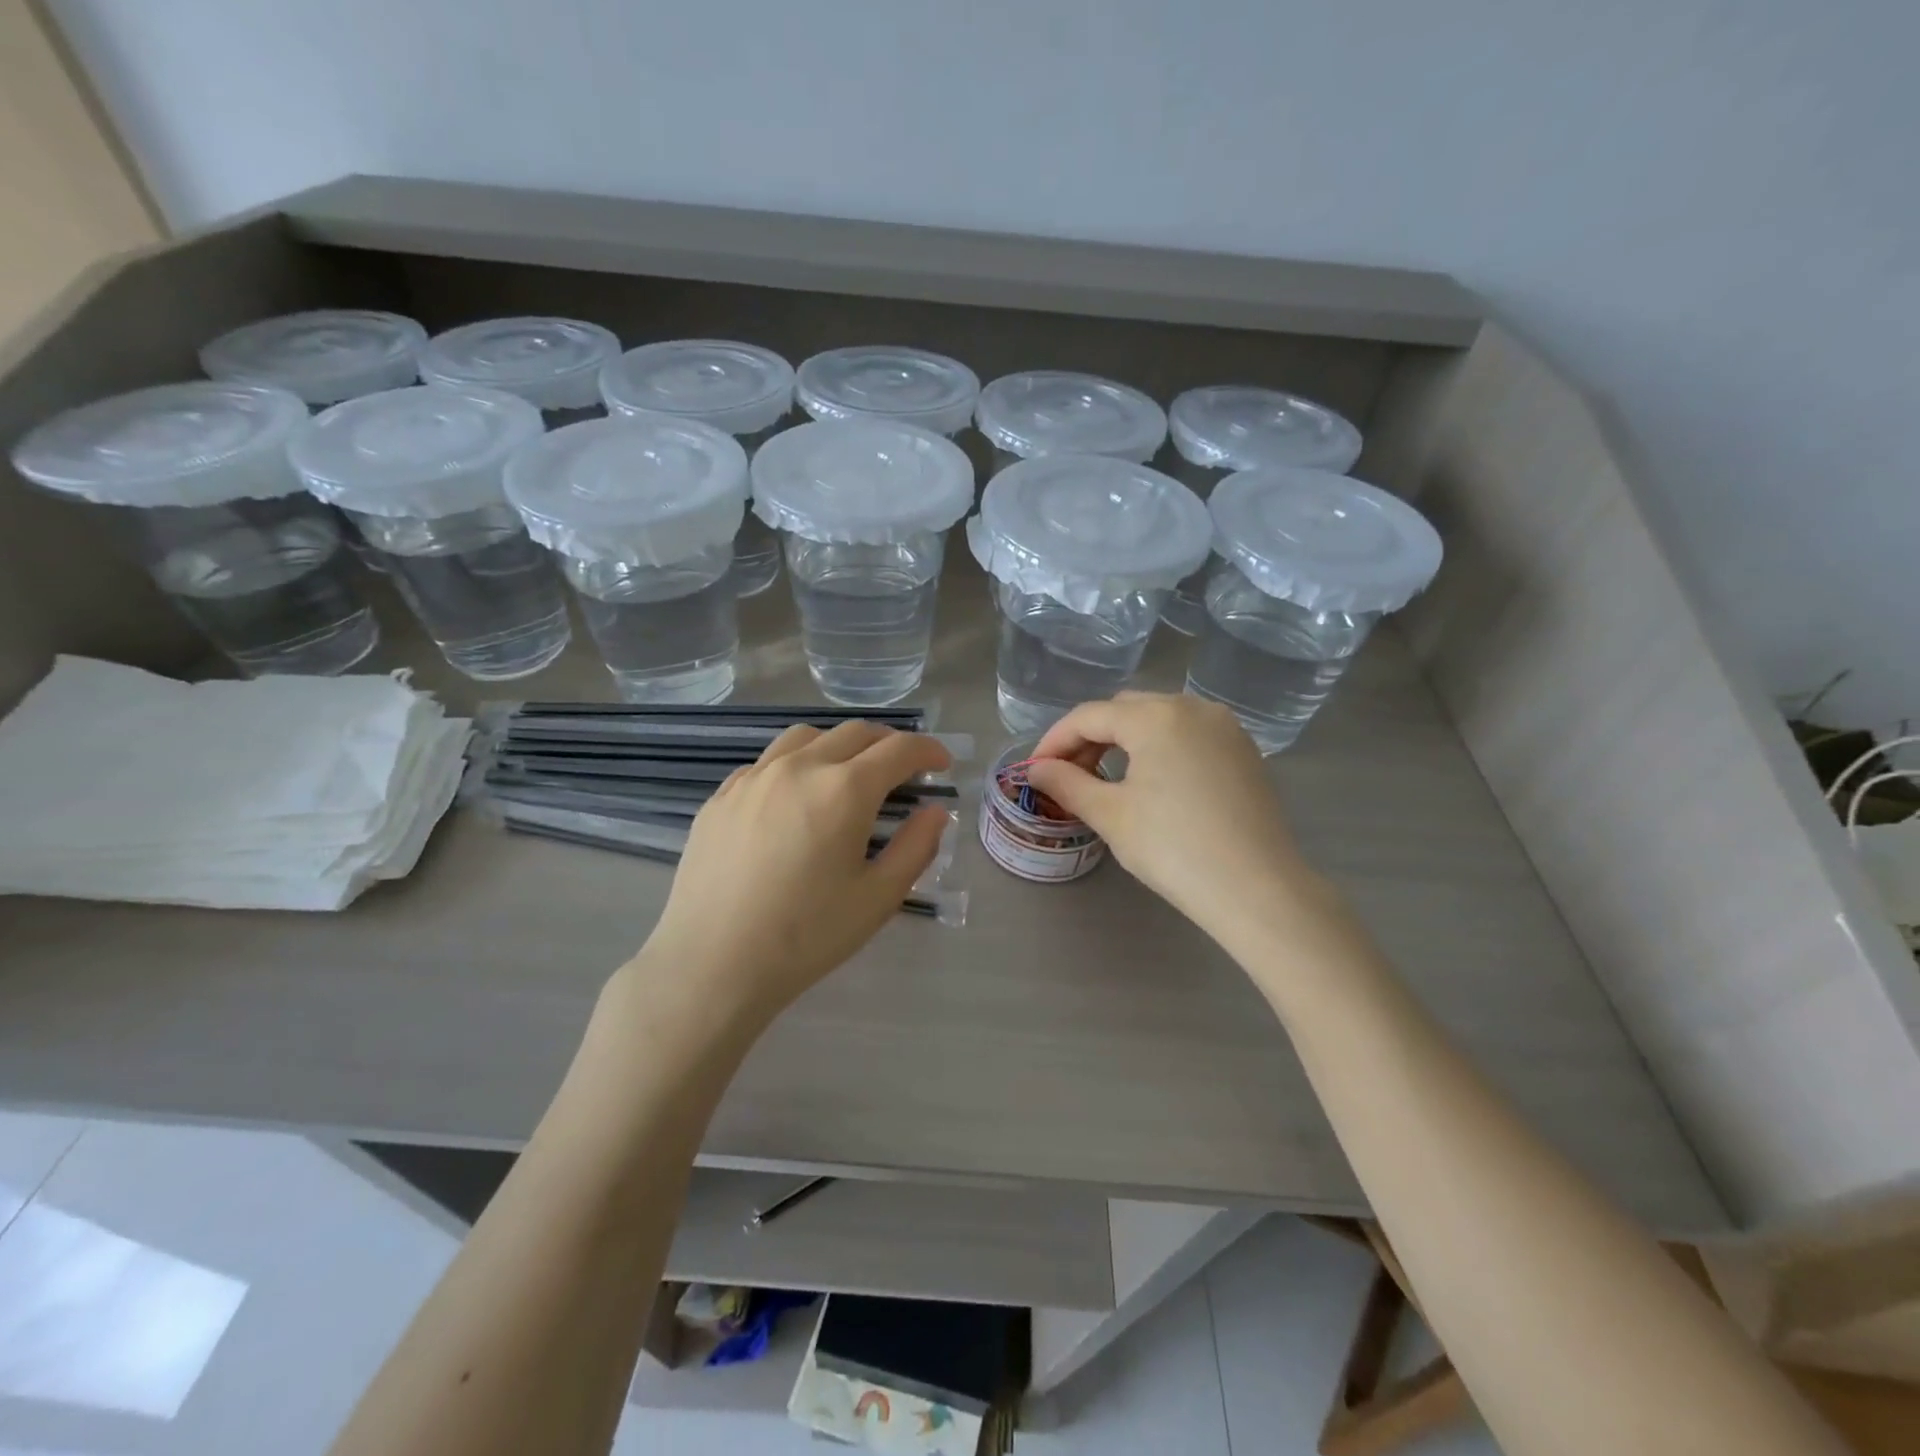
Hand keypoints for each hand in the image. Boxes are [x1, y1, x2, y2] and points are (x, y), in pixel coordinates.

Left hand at [636, 721, 951, 1024]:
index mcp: (844, 789)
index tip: (942, 764)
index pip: (898, 749)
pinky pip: (767, 762)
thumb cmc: (806, 936)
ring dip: (840, 745)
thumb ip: (915, 847)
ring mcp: (754, 778)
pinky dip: (796, 764)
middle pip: (855, 733)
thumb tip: (934, 811)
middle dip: (888, 743)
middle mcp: (799, 767)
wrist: (713, 963)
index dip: (928, 750)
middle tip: (904, 769)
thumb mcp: (878, 898)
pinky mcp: (721, 796)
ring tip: (849, 774)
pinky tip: (795, 798)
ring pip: (806, 737)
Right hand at [1026, 693, 1328, 943]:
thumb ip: (1067, 783)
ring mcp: (1224, 727)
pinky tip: (1150, 781)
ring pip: (1158, 718)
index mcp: (1157, 716)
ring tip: (1105, 779)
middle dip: (1089, 737)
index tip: (1034, 771)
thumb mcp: (1111, 815)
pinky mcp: (1243, 750)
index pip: (1089, 716)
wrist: (1258, 890)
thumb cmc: (1175, 850)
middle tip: (1068, 776)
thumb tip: (1037, 770)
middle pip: (1124, 710)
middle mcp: (1193, 707)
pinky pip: (1188, 734)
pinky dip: (1159, 747)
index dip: (1054, 741)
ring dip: (1124, 740)